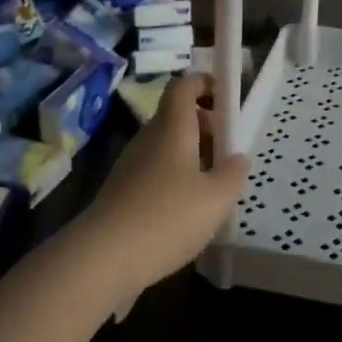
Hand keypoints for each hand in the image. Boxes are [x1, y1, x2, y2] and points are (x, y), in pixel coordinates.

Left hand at [68, 74, 249, 299]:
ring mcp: (131, 165)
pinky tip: (188, 210)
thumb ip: (233, 174)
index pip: (184, 86)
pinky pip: (155, 171)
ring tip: (214, 186)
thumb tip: (238, 158)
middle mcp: (149, 138)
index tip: (228, 99)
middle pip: (177, 116)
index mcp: (172, 128)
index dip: (205, 84)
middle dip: (206, 126)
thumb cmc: (167, 218)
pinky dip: (175, 178)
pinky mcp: (122, 191)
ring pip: (167, 146)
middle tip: (229, 151)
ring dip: (192, 155)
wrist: (102, 258)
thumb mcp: (216, 198)